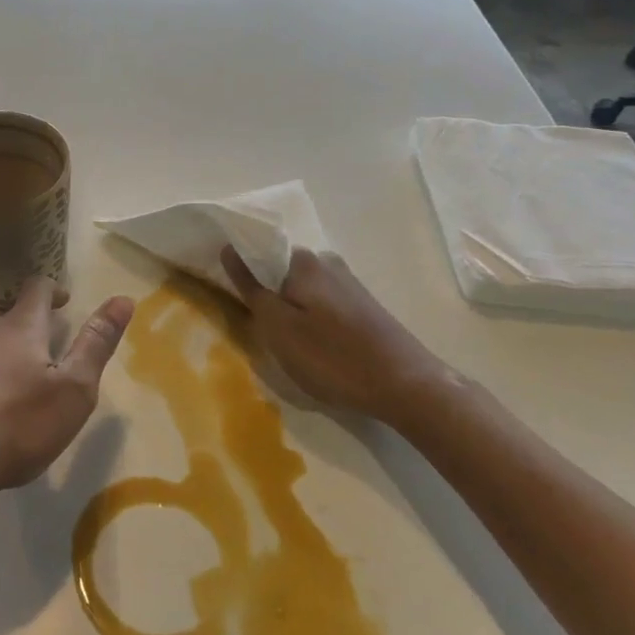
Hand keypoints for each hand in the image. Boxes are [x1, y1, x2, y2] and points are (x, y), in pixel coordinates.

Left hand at [0, 279, 135, 509]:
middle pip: (10, 322)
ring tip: (20, 398)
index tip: (65, 301)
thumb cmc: (10, 425)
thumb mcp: (71, 391)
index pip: (37, 289)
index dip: (53, 289)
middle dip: (32, 335)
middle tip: (51, 364)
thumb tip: (124, 297)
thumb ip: (96, 345)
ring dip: (6, 363)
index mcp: (19, 328)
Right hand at [221, 246, 465, 427]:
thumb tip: (228, 248)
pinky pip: (322, 304)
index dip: (241, 271)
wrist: (405, 386)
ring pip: (302, 290)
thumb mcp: (278, 327)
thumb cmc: (332, 357)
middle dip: (266, 293)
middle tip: (258, 328)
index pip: (259, 252)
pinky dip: (310, 319)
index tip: (230, 296)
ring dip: (289, 310)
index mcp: (303, 261)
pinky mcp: (362, 306)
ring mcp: (348, 283)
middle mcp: (327, 262)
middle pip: (281, 271)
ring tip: (284, 343)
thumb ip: (251, 287)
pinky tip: (313, 346)